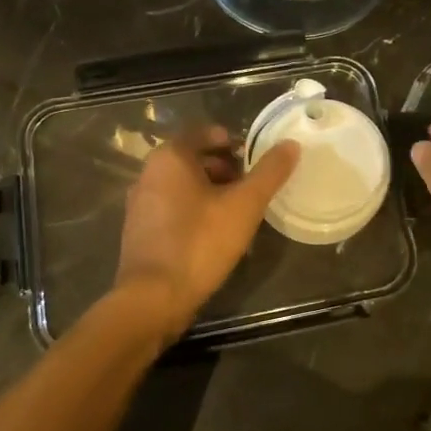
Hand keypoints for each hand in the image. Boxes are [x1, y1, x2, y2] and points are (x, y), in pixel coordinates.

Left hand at [112, 125, 299, 341]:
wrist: (154, 297)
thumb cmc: (200, 242)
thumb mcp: (244, 205)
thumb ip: (269, 173)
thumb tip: (290, 145)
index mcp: (170, 157)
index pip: (203, 133)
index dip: (231, 140)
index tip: (253, 157)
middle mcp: (148, 173)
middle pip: (192, 158)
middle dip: (223, 167)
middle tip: (250, 185)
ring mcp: (140, 203)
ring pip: (182, 184)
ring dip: (210, 190)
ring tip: (237, 210)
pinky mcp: (139, 230)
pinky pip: (171, 207)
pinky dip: (194, 210)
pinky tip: (214, 233)